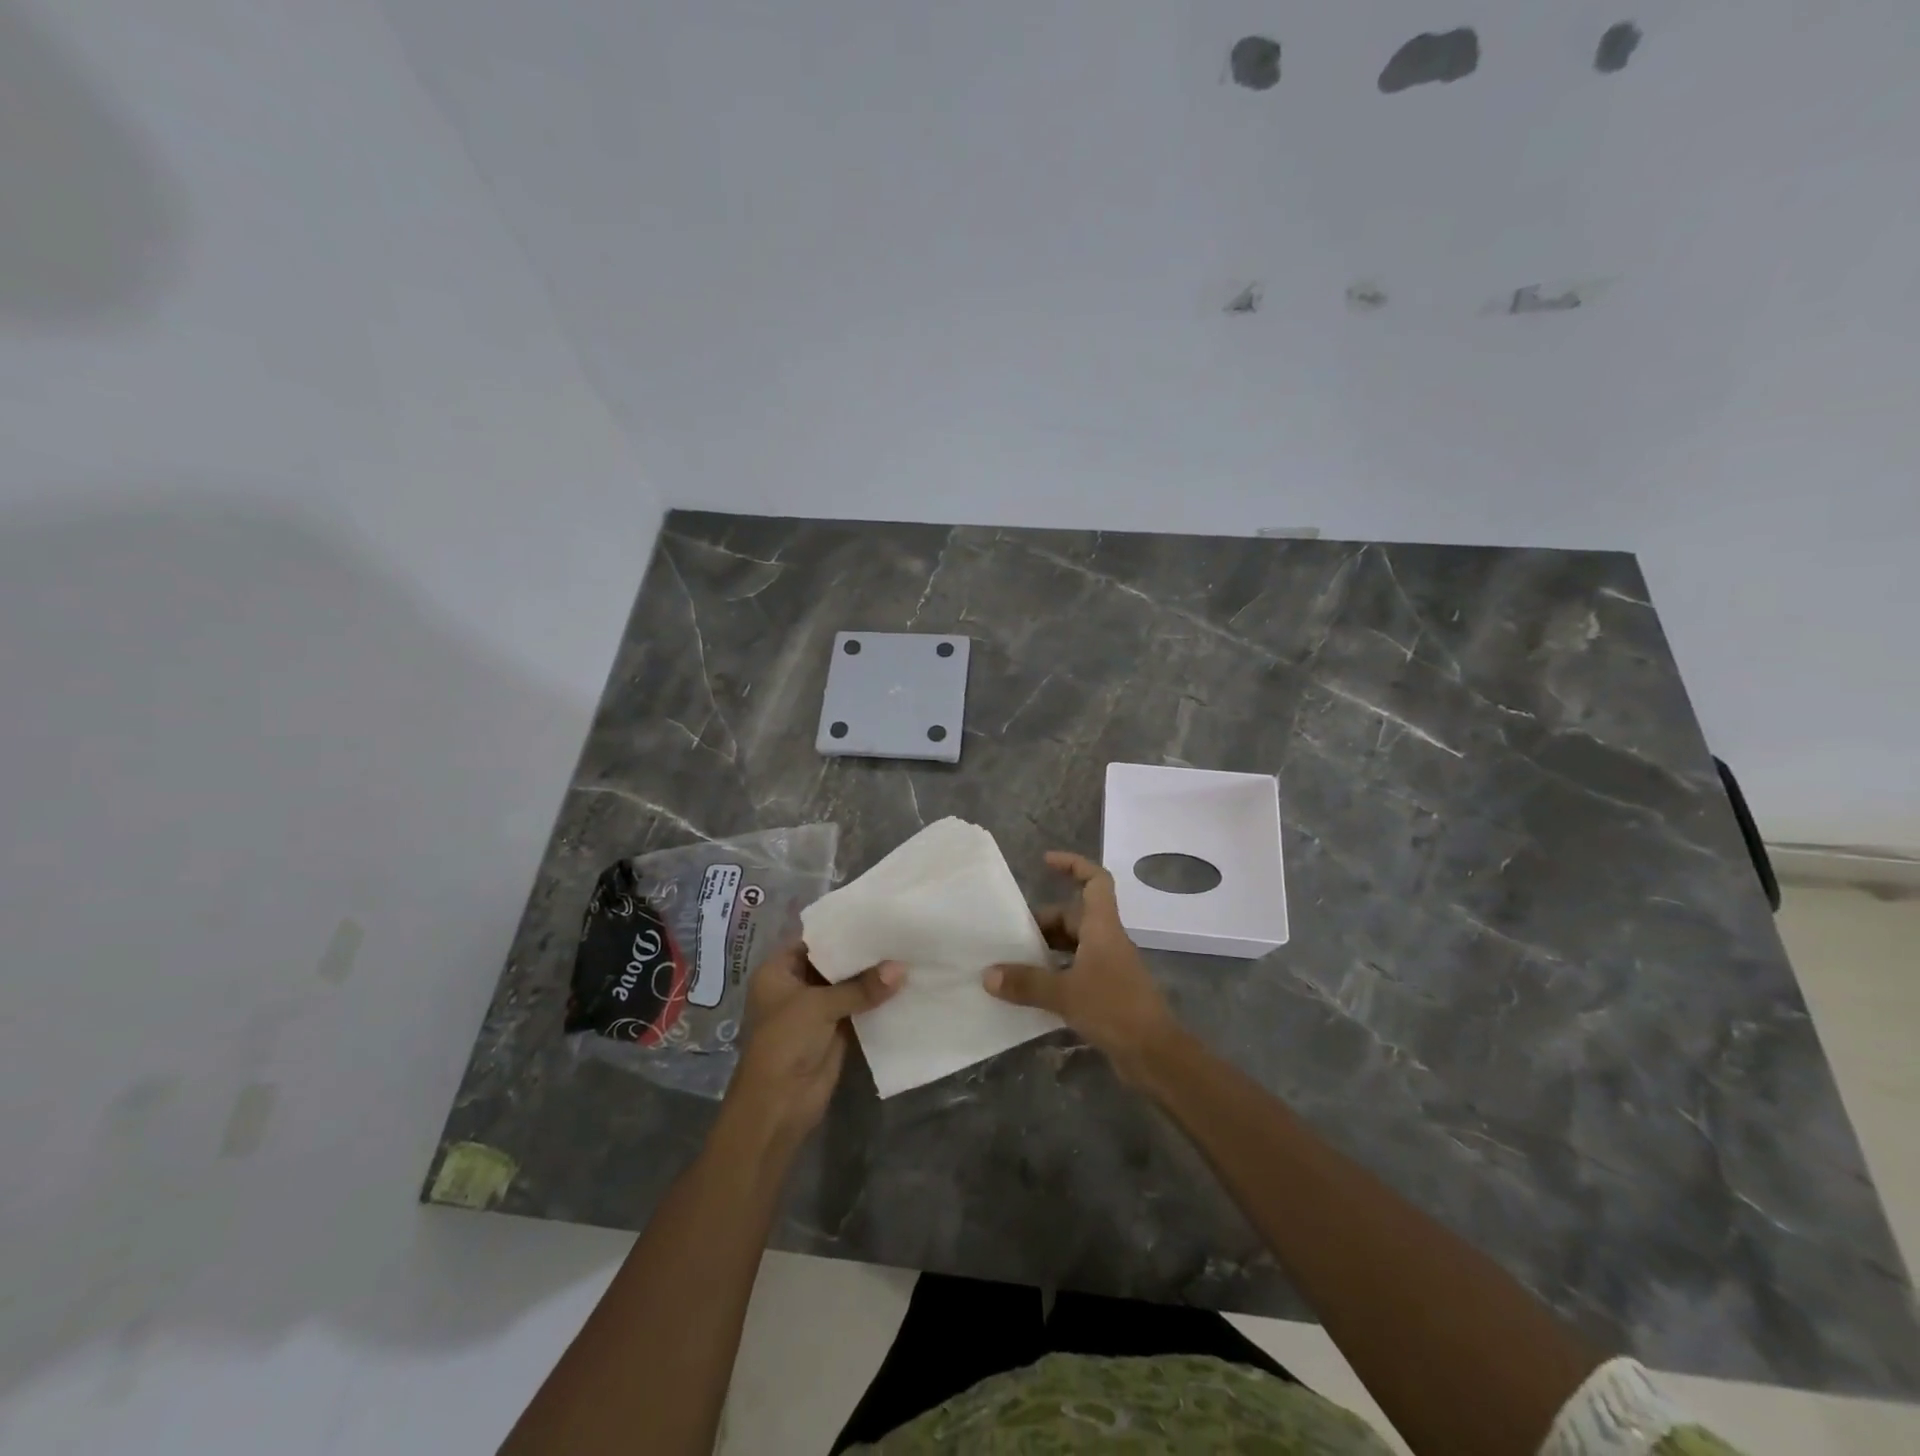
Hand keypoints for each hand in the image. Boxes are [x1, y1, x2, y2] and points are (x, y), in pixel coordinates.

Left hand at [723, 943, 901, 1145]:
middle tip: (898, 930)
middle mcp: (796, 985)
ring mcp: (816, 1009)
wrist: (778, 1105)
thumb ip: (861, 987)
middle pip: (833, 962)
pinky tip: (904, 984)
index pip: (814, 939)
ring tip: (907, 951)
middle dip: (862, 952)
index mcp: (778, 970)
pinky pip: (858, 1007)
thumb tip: (902, 968)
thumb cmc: (785, 1043)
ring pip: (848, 985)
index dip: (842, 929)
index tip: (876, 914)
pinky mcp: (835, 1030)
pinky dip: (876, 999)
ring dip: (872, 976)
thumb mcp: (820, 1007)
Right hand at [984, 851, 1178, 1080]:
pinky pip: (1076, 971)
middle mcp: (1107, 941)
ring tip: (1015, 961)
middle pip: (1075, 916)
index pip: (1096, 881)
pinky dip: (1055, 974)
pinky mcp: (1108, 993)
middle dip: (1044, 921)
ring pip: (1074, 946)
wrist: (1156, 1055)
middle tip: (1011, 934)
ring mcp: (1109, 968)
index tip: (1045, 862)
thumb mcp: (1065, 993)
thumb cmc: (1115, 1009)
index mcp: (1103, 928)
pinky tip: (1033, 991)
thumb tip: (988, 974)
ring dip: (1048, 949)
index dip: (1073, 865)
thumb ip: (1026, 982)